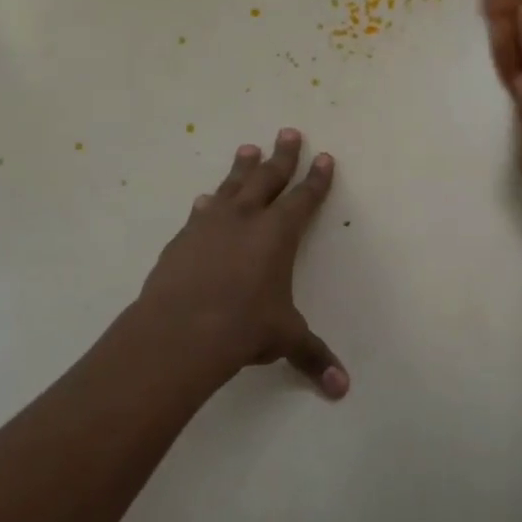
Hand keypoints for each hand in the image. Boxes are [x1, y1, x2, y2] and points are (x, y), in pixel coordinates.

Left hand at [136, 129, 348, 398]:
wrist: (179, 331)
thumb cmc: (243, 328)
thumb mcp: (285, 339)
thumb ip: (313, 357)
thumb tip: (342, 390)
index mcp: (278, 234)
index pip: (303, 199)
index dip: (316, 179)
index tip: (324, 157)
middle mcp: (245, 220)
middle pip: (268, 178)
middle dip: (282, 156)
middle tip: (288, 132)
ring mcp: (210, 226)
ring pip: (231, 186)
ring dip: (242, 168)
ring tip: (247, 149)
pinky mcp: (182, 240)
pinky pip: (199, 213)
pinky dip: (207, 204)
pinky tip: (204, 200)